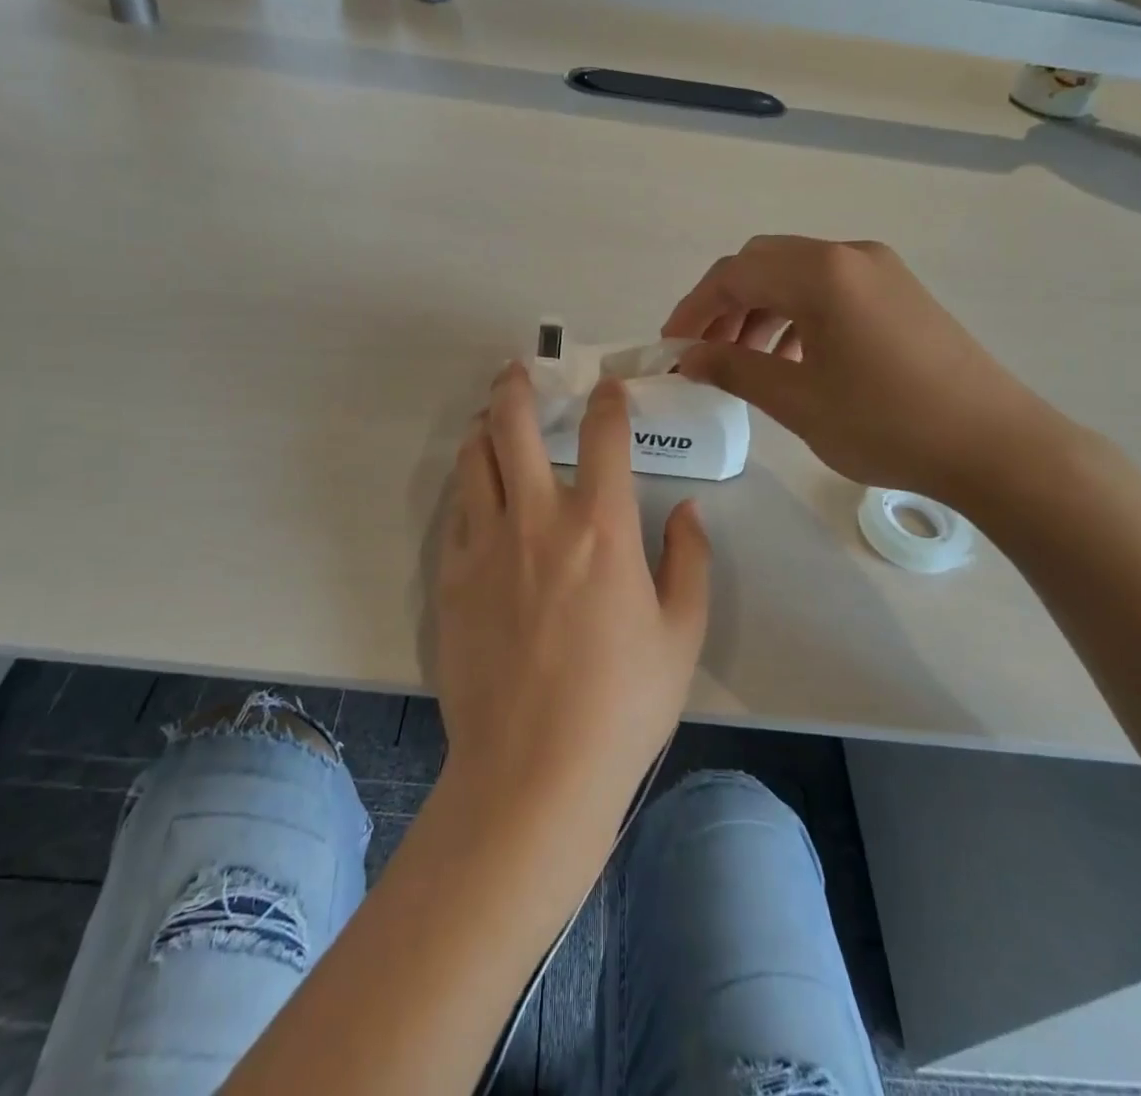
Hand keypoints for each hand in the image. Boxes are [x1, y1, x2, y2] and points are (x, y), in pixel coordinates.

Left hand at [433, 362, 709, 842]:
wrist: (534, 771)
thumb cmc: (622, 704)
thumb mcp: (682, 634)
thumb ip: (690, 561)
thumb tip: (687, 512)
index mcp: (601, 527)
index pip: (602, 436)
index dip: (607, 401)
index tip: (608, 387)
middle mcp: (537, 519)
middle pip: (514, 426)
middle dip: (517, 387)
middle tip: (518, 371)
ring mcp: (485, 546)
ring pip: (473, 461)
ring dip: (484, 429)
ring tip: (492, 420)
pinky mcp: (450, 578)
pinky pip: (456, 513)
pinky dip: (469, 489)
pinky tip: (478, 495)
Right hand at [662, 236, 1063, 505]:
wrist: (996, 445)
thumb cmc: (886, 422)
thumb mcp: (797, 400)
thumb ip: (733, 369)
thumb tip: (688, 356)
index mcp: (821, 273)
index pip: (734, 275)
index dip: (692, 309)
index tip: (669, 347)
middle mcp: (849, 256)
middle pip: (763, 265)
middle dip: (724, 306)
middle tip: (704, 353)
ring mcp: (881, 271)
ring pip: (797, 277)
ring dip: (760, 311)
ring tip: (744, 362)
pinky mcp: (901, 294)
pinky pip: (831, 291)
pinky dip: (797, 316)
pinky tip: (794, 360)